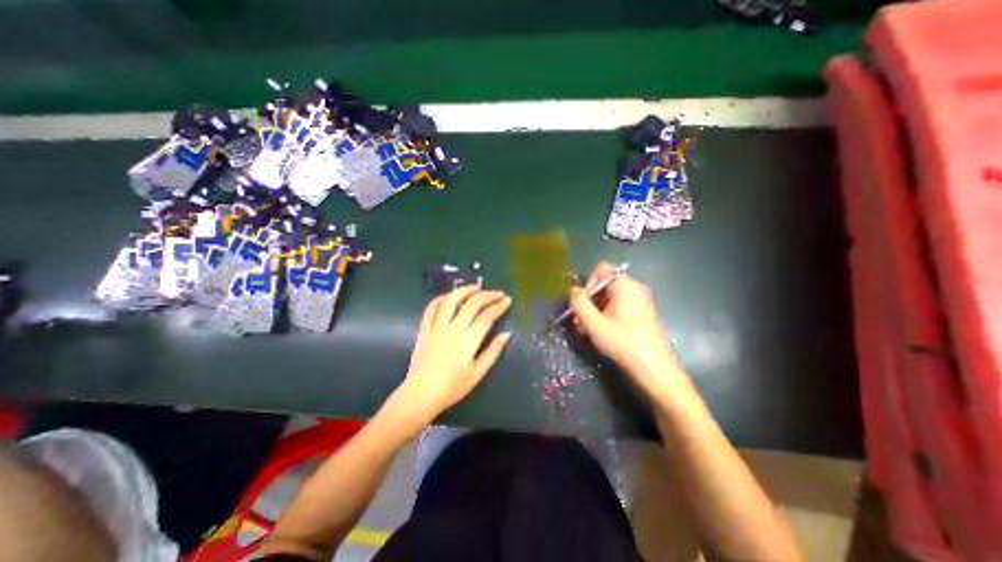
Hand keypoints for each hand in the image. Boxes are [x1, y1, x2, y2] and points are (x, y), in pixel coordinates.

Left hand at [398, 287, 510, 422]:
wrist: (420, 394)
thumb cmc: (452, 387)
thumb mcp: (478, 373)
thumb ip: (493, 351)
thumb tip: (507, 334)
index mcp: (468, 340)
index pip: (487, 316)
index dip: (499, 306)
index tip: (507, 300)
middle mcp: (453, 328)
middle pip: (472, 304)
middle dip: (487, 295)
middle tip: (498, 293)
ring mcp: (436, 327)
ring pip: (451, 300)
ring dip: (465, 290)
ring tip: (476, 286)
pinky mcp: (424, 329)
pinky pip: (431, 308)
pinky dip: (441, 299)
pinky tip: (450, 296)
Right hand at [571, 263, 689, 399]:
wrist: (654, 368)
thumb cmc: (622, 342)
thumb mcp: (594, 323)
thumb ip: (579, 303)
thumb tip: (573, 290)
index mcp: (625, 285)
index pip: (601, 270)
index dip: (588, 284)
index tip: (582, 305)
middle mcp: (635, 287)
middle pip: (604, 285)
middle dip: (588, 302)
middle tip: (579, 322)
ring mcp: (640, 300)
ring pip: (609, 297)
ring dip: (595, 311)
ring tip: (586, 330)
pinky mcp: (642, 313)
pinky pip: (619, 306)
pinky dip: (606, 315)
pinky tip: (600, 332)